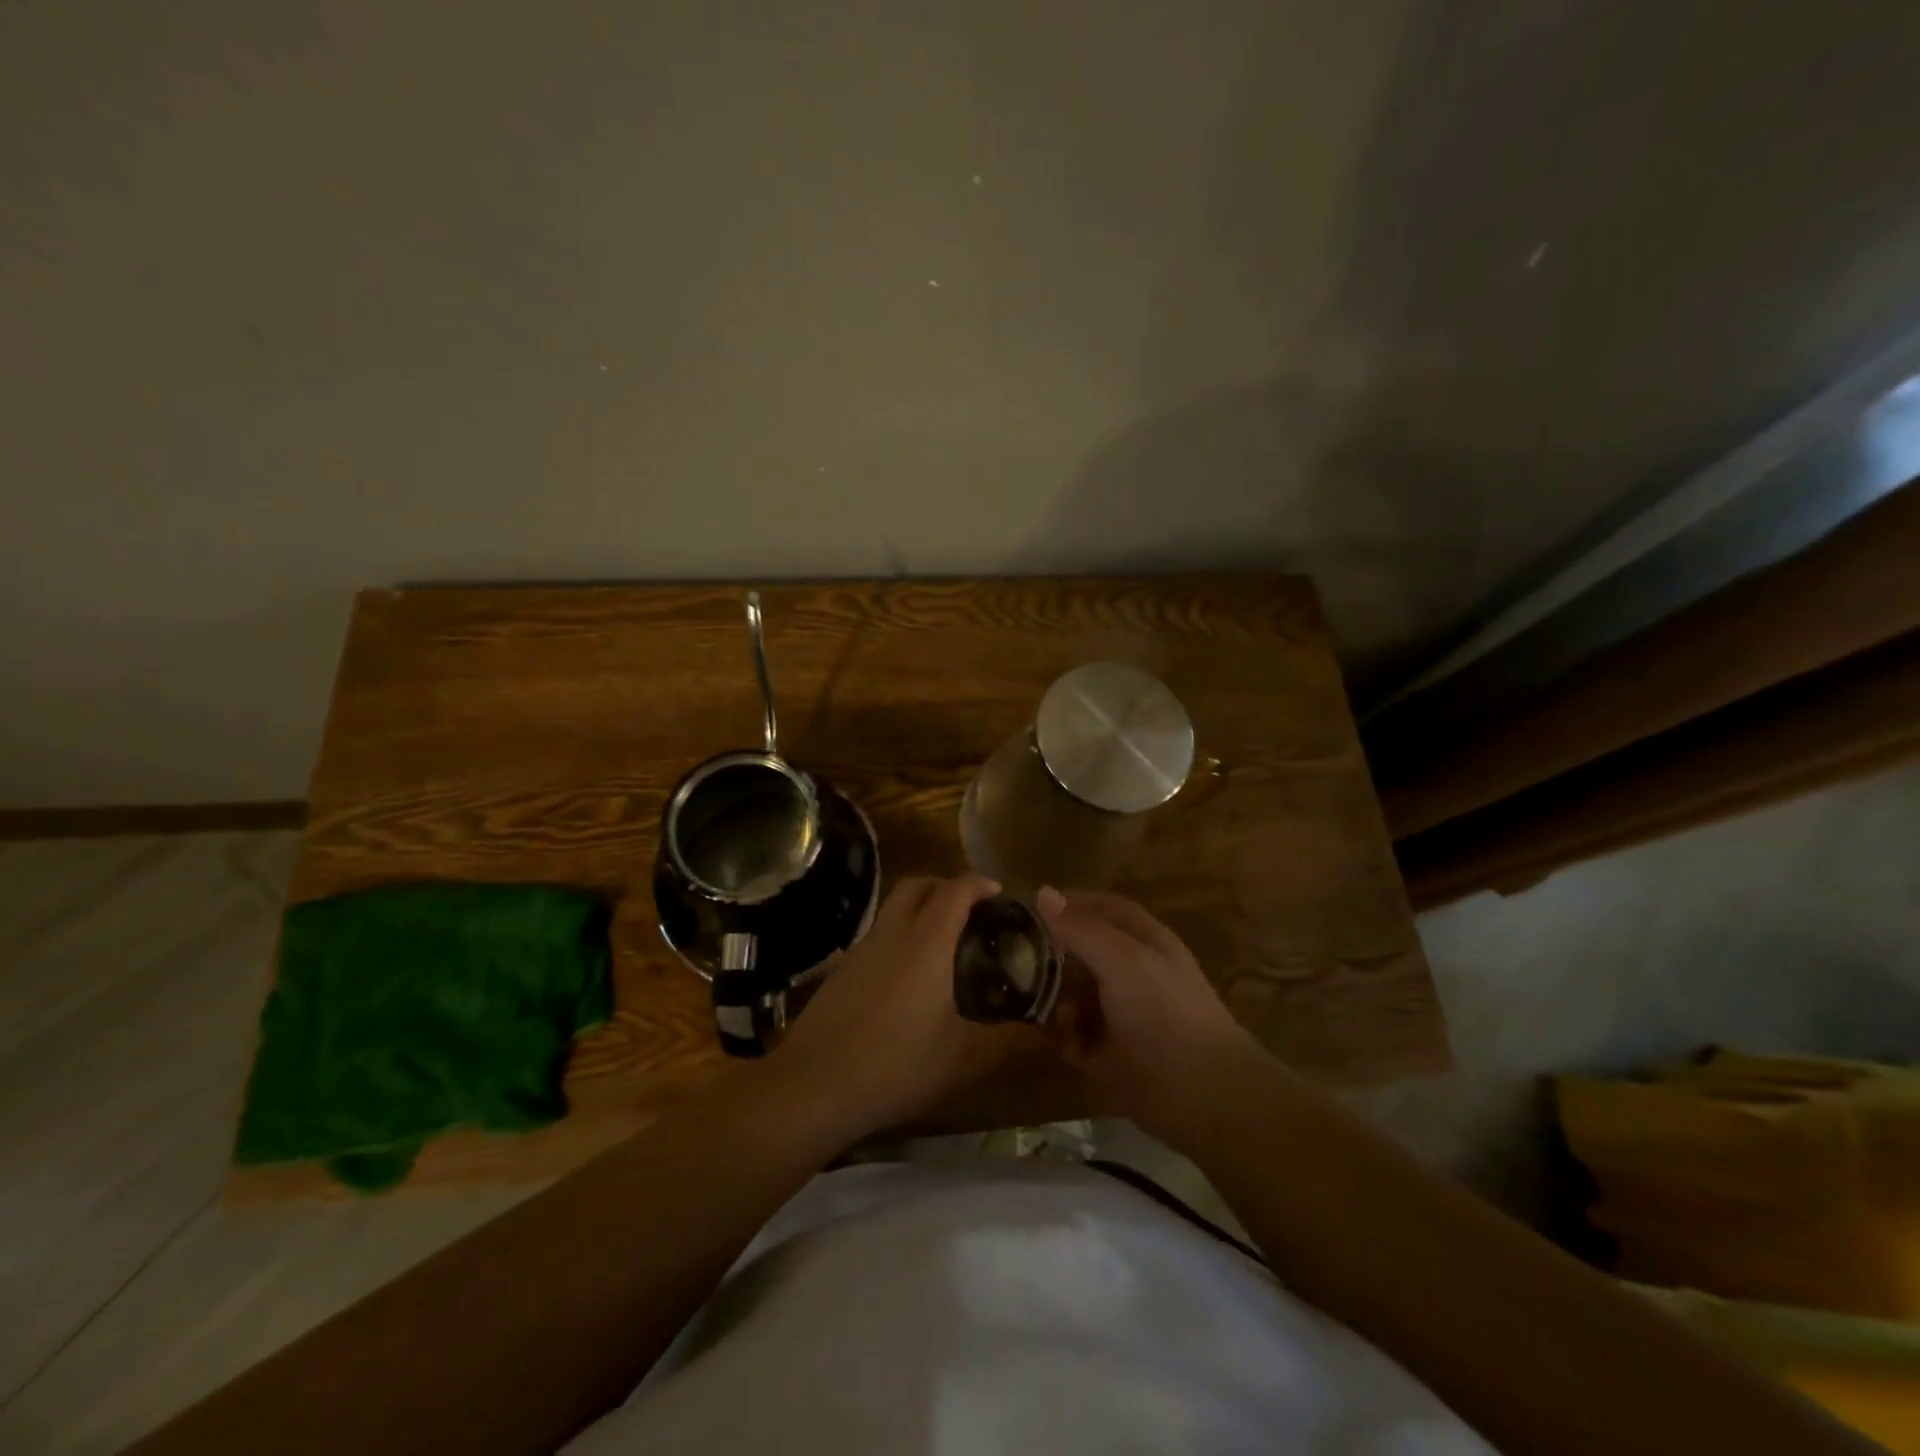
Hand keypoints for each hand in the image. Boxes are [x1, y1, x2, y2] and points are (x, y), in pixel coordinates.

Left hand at [774, 874, 1029, 1142]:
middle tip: (972, 912)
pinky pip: (877, 936)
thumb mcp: (963, 1059)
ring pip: (892, 908)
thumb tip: (1052, 1037)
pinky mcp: (839, 972)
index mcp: (925, 942)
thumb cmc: (895, 1063)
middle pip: (917, 885)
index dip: (978, 883)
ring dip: (919, 910)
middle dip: (946, 886)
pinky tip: (908, 980)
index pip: (954, 890)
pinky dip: (898, 936)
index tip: (999, 894)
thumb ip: (1011, 1044)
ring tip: (944, 945)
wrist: (811, 1086)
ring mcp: (860, 950)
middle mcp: (891, 933)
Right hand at [1038, 886, 1271, 1143]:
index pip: (1100, 907)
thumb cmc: (1164, 1011)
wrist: (1201, 1094)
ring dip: (1050, 997)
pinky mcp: (1107, 1054)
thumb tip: (1043, 892)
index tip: (1026, 907)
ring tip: (1029, 1001)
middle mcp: (1129, 972)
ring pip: (1071, 994)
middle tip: (1011, 957)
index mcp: (1141, 941)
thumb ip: (1081, 928)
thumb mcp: (1122, 959)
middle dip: (1049, 953)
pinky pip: (1072, 1036)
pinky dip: (1060, 1036)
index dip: (1067, 903)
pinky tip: (1052, 1037)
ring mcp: (1118, 1014)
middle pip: (1080, 951)